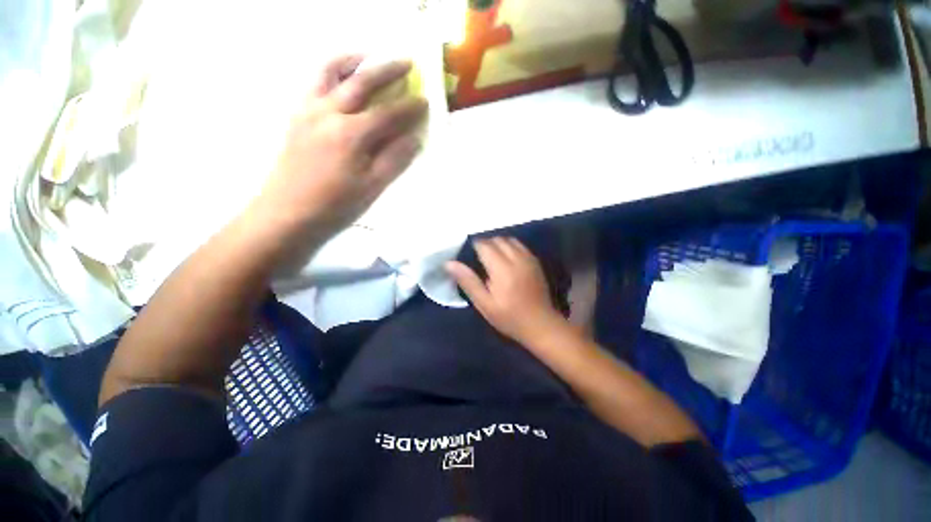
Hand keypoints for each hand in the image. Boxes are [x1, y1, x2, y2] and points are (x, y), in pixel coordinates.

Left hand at [252, 54, 427, 241]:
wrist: (287, 214)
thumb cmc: (335, 205)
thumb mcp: (372, 187)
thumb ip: (395, 159)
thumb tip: (414, 138)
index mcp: (351, 134)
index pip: (387, 113)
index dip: (409, 106)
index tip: (425, 99)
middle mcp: (327, 113)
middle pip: (360, 81)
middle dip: (386, 69)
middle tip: (405, 60)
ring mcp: (307, 111)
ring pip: (328, 72)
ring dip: (352, 60)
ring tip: (367, 56)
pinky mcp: (295, 117)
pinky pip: (313, 84)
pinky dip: (330, 73)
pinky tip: (340, 81)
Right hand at [446, 237, 566, 345]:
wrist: (540, 324)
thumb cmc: (509, 317)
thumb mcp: (484, 304)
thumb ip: (468, 281)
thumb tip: (449, 263)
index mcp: (502, 269)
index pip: (484, 245)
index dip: (473, 246)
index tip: (467, 255)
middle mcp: (516, 258)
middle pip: (497, 240)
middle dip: (485, 244)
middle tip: (477, 259)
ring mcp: (528, 258)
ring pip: (509, 240)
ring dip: (497, 244)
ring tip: (490, 258)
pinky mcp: (535, 261)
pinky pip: (520, 245)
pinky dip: (509, 246)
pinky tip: (505, 259)